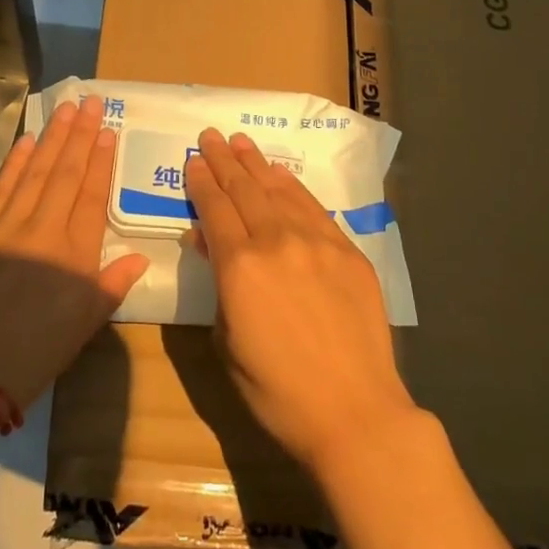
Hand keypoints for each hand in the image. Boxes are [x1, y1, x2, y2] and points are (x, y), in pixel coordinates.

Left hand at [0, 97, 148, 411]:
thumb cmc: (26, 359)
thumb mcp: (79, 332)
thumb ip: (109, 288)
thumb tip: (138, 258)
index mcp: (75, 256)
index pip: (92, 197)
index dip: (101, 162)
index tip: (108, 131)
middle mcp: (44, 230)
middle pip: (66, 174)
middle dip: (80, 135)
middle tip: (90, 102)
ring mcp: (6, 225)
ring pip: (35, 171)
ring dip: (52, 138)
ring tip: (66, 109)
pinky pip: (1, 186)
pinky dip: (15, 161)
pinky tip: (28, 141)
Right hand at [185, 128, 417, 475]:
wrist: (355, 413)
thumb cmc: (278, 392)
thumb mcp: (227, 343)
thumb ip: (219, 286)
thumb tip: (210, 244)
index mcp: (240, 266)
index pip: (214, 209)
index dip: (201, 182)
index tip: (193, 160)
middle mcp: (276, 241)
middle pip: (244, 189)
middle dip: (224, 160)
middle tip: (211, 136)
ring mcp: (316, 242)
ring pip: (278, 190)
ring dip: (256, 164)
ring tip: (241, 142)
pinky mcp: (347, 251)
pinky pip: (312, 207)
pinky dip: (292, 186)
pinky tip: (281, 175)